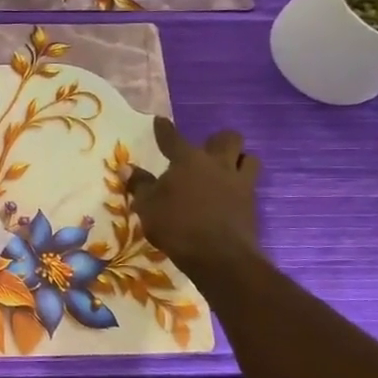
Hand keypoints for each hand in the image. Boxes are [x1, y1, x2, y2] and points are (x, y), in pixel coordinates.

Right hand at [125, 117, 260, 277]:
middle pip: (227, 138)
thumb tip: (126, 168)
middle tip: (205, 153)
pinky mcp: (251, 203)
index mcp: (188, 160)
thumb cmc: (176, 226)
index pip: (173, 138)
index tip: (160, 121)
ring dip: (238, 160)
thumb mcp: (148, 206)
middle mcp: (217, 164)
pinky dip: (240, 186)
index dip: (164, 129)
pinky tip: (230, 196)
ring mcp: (238, 182)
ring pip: (249, 158)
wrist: (219, 256)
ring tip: (226, 171)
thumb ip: (139, 185)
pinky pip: (250, 184)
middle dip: (217, 141)